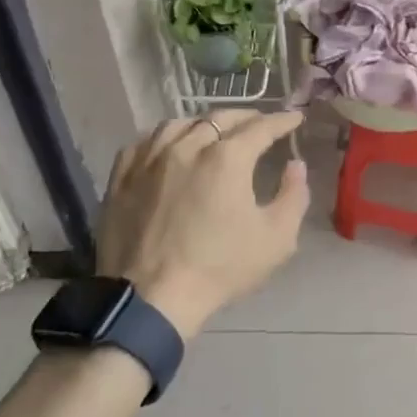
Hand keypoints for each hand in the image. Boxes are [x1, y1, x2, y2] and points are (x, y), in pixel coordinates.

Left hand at [96, 111, 310, 338]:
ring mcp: (150, 159)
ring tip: (212, 132)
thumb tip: (295, 165)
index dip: (281, 121)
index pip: (261, 127)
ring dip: (203, 123)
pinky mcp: (121, 177)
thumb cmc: (219, 268)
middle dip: (245, 117)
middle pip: (220, 118)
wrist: (150, 299)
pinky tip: (168, 148)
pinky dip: (164, 139)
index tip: (294, 118)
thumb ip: (293, 196)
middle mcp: (187, 146)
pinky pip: (144, 143)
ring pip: (179, 124)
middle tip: (258, 123)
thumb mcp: (276, 239)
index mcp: (227, 158)